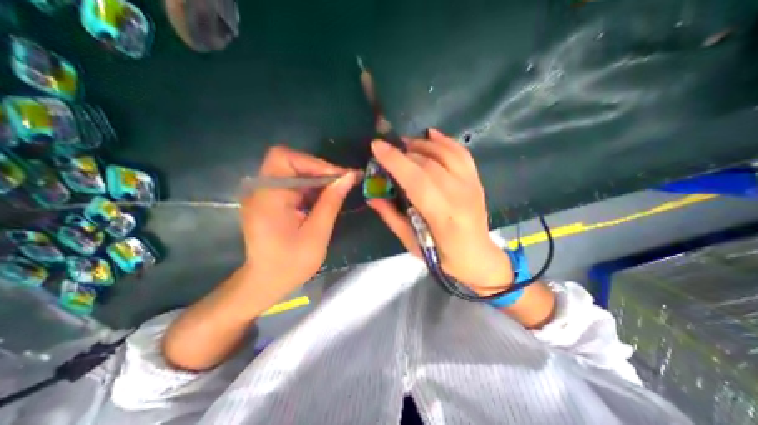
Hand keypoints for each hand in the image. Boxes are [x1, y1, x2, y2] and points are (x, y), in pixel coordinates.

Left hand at [243, 147, 358, 295]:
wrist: (267, 282)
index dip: (314, 163)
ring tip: (338, 189)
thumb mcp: (317, 233)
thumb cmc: (291, 263)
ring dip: (317, 178)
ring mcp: (264, 194)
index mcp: (267, 197)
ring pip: (293, 171)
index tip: (339, 177)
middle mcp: (260, 190)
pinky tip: (325, 197)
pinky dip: (311, 187)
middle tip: (343, 181)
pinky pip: (293, 184)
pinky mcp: (270, 200)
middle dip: (318, 169)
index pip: (285, 158)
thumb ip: (331, 202)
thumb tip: (349, 177)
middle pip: (289, 162)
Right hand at [369, 130, 511, 295]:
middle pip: (428, 163)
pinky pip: (461, 153)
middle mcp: (459, 195)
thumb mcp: (411, 241)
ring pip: (445, 153)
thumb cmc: (441, 255)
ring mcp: (471, 185)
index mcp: (442, 215)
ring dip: (422, 144)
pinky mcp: (476, 180)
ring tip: (405, 144)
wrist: (476, 256)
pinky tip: (430, 135)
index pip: (416, 179)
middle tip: (388, 150)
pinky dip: (444, 141)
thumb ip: (391, 216)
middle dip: (404, 152)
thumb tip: (371, 196)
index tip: (377, 147)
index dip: (395, 161)